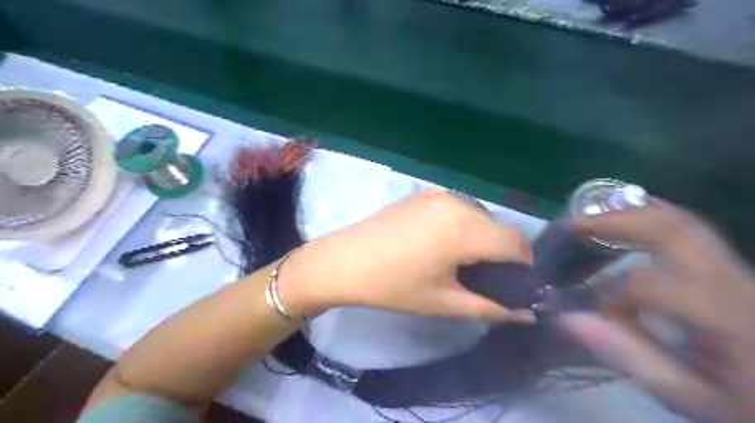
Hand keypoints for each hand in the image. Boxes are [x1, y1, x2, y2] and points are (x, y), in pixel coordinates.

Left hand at [280, 190, 532, 321]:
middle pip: (501, 228)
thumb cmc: (393, 286)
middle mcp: (459, 203)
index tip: (513, 286)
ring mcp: (441, 194)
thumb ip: (491, 308)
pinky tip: (442, 244)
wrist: (344, 260)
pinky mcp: (425, 192)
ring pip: (482, 217)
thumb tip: (527, 315)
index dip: (524, 267)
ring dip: (484, 238)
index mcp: (467, 230)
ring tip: (461, 262)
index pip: (518, 244)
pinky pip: (460, 208)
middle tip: (485, 279)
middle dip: (503, 254)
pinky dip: (464, 226)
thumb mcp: (444, 302)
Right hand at [562, 201, 754, 422]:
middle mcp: (731, 280)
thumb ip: (632, 355)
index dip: (609, 296)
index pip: (645, 284)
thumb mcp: (693, 397)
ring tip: (595, 218)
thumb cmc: (748, 404)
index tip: (595, 318)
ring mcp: (736, 271)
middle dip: (614, 221)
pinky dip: (653, 223)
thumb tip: (570, 319)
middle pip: (669, 229)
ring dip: (633, 215)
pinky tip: (633, 224)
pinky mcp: (734, 273)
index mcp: (722, 313)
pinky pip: (690, 234)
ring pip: (683, 223)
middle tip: (574, 224)